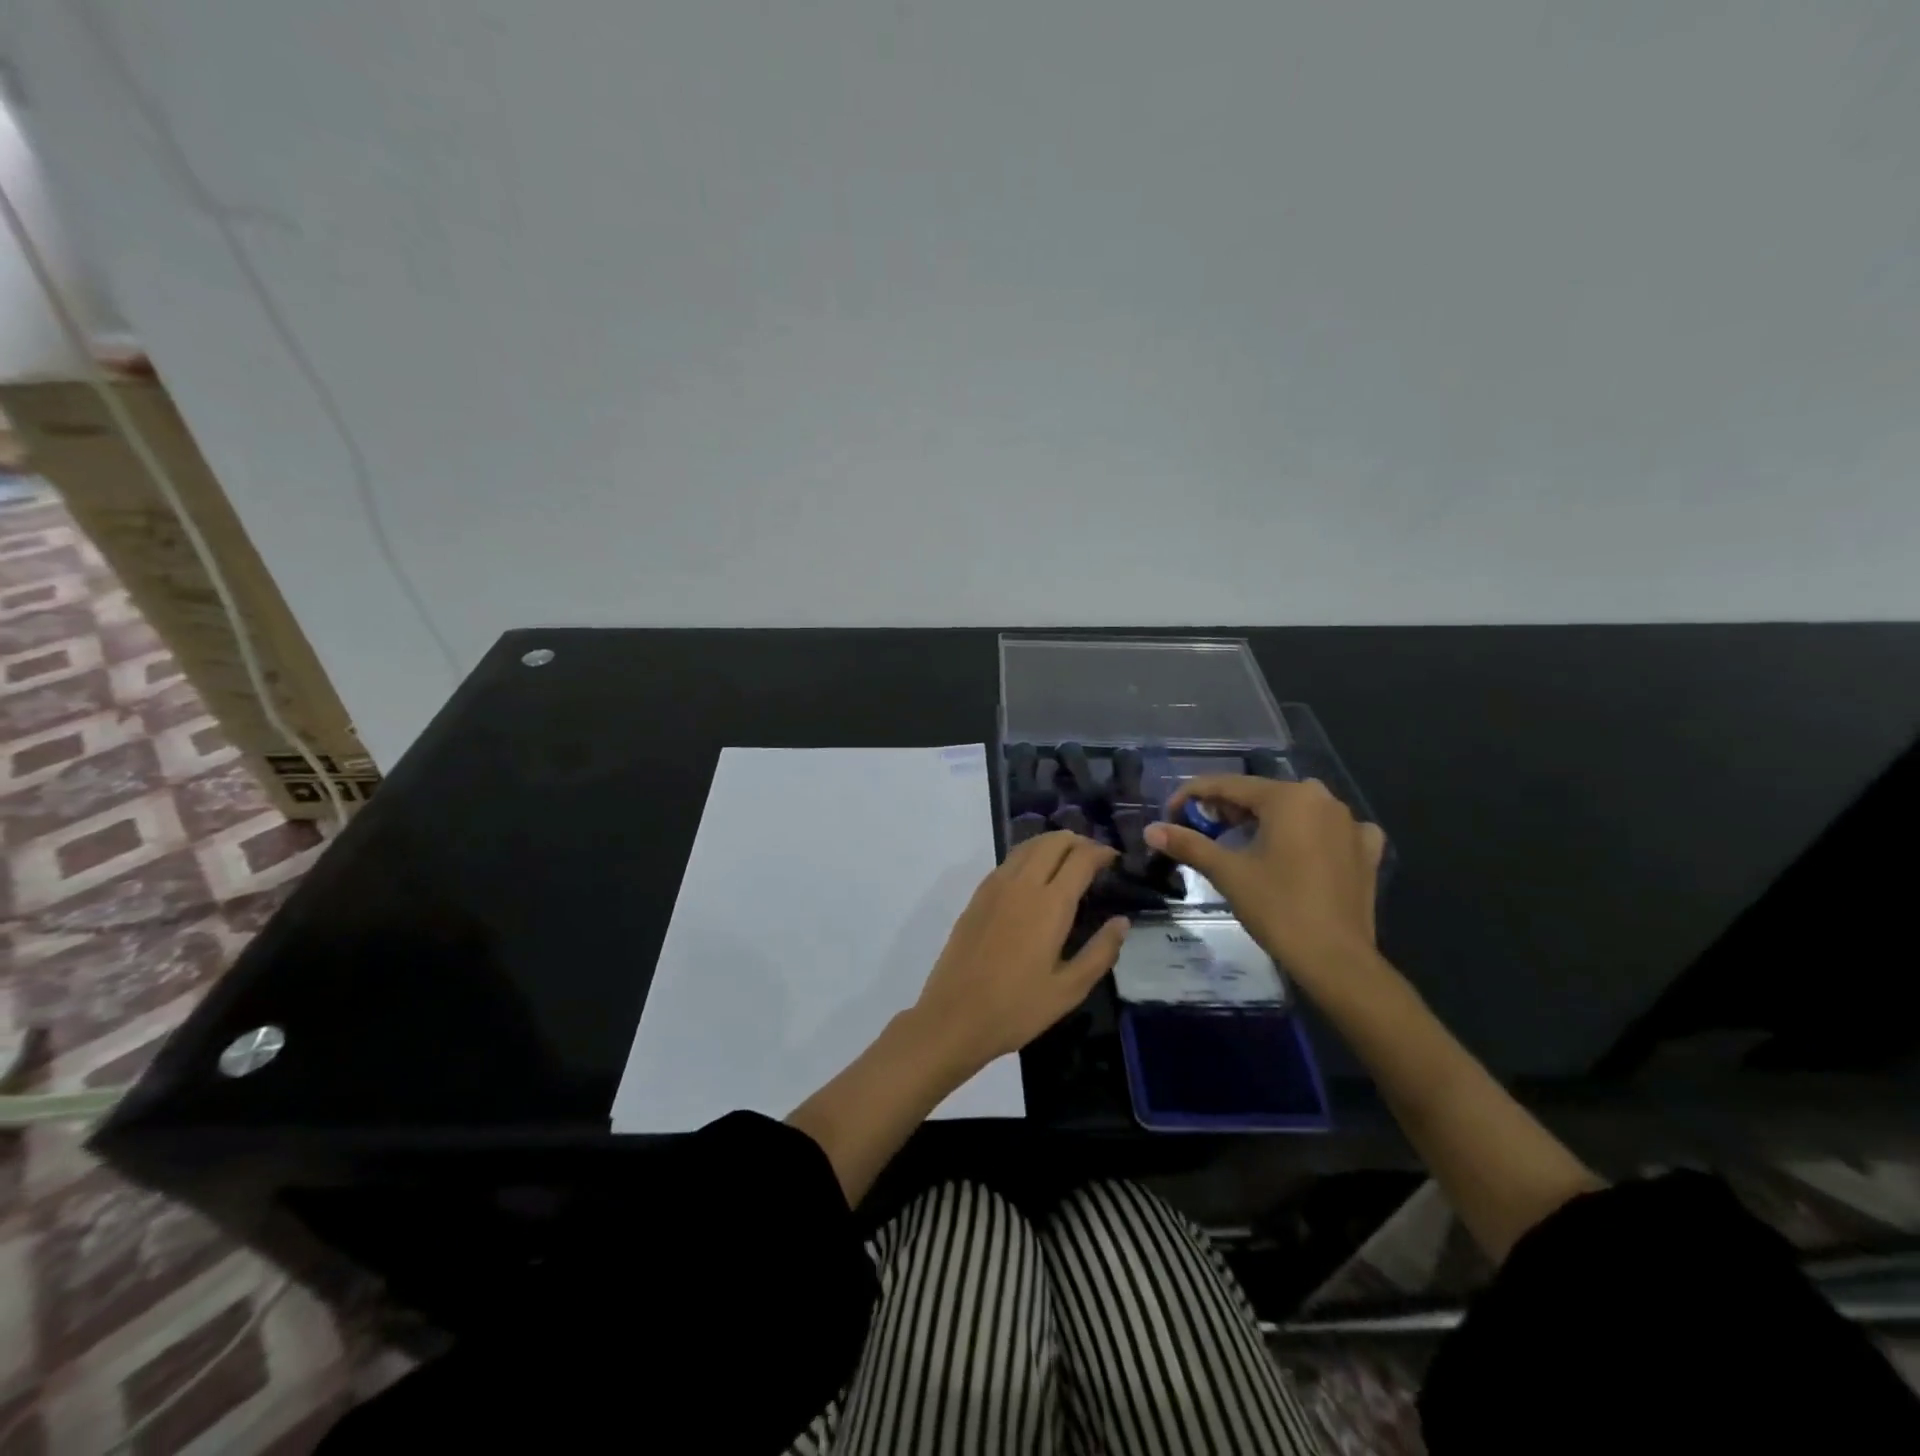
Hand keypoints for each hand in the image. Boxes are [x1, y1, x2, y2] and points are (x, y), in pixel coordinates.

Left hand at [912, 832, 1129, 1072]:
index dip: (1101, 852)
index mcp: (1049, 904)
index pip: (1080, 858)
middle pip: (1053, 842)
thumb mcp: (1069, 990)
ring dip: (1052, 844)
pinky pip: (1009, 861)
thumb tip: (1121, 921)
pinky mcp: (977, 897)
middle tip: (1094, 857)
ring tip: (1068, 860)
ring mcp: (995, 887)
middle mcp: (1022, 884)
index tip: (1115, 859)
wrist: (954, 1016)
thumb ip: (1100, 952)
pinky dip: (1029, 856)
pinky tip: (1035, 877)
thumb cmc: (1017, 1008)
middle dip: (1078, 841)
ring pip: (1027, 846)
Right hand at [1145, 776, 1384, 984]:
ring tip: (1243, 841)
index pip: (1229, 785)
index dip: (1193, 795)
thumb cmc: (1277, 908)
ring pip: (1297, 810)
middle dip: (1228, 809)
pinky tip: (1302, 850)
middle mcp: (1323, 799)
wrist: (1336, 959)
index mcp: (1288, 798)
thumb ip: (1188, 844)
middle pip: (1263, 795)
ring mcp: (1351, 824)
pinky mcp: (1367, 851)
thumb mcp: (1227, 872)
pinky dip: (1310, 834)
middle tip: (1203, 831)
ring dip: (1267, 820)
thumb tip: (1151, 830)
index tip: (1170, 814)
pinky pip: (1332, 829)